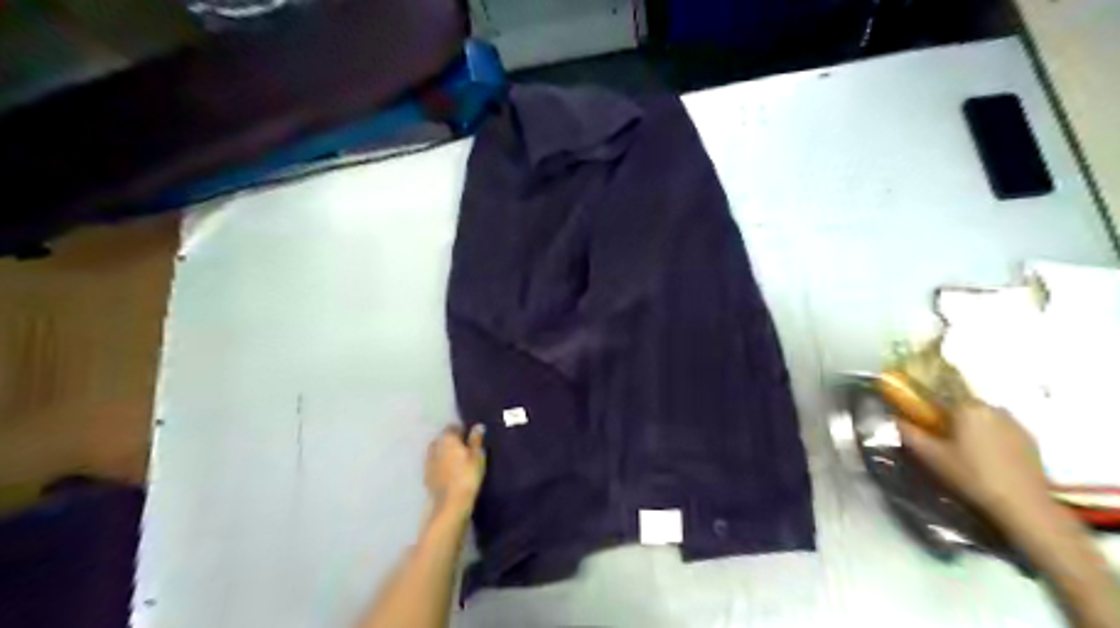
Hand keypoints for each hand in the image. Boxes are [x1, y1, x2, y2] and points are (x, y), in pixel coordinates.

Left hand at [424, 425, 486, 516]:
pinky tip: (449, 472)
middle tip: (465, 450)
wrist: (451, 502)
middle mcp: (435, 445)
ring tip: (457, 461)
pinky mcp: (426, 474)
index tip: (471, 439)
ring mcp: (428, 460)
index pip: (453, 427)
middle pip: (443, 438)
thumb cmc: (468, 475)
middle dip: (452, 441)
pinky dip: (441, 464)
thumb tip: (478, 426)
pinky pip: (435, 463)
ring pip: (438, 450)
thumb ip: (476, 440)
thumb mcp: (477, 456)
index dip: (462, 431)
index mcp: (448, 438)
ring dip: (445, 452)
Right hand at [899, 403, 1049, 523]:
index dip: (925, 403)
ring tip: (964, 448)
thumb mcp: (930, 456)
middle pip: (962, 404)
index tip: (918, 415)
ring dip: (971, 425)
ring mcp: (1015, 422)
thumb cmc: (971, 475)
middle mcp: (992, 407)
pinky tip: (987, 456)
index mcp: (966, 406)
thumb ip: (908, 432)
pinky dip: (990, 436)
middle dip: (950, 416)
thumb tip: (893, 417)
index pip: (939, 393)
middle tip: (940, 436)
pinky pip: (1001, 429)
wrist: (1024, 506)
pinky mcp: (1030, 439)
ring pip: (983, 416)